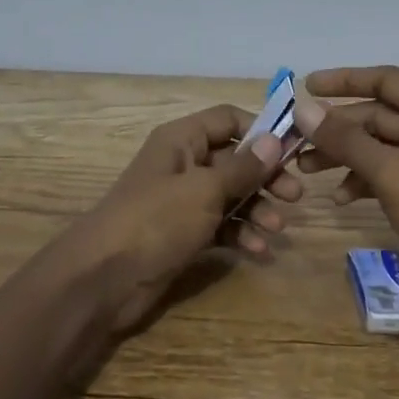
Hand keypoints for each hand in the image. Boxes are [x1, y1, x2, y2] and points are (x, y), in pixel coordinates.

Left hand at [58, 104, 299, 334]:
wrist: (103, 278)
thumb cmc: (156, 220)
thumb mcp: (204, 189)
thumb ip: (243, 167)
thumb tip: (275, 139)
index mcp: (181, 140)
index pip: (227, 120)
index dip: (260, 131)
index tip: (293, 150)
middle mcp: (183, 165)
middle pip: (234, 160)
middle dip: (265, 177)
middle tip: (295, 196)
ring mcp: (182, 202)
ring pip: (230, 196)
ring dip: (257, 210)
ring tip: (277, 228)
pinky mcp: (183, 235)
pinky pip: (220, 226)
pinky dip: (240, 235)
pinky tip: (258, 250)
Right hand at [295, 66, 398, 298]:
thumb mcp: (392, 173)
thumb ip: (346, 140)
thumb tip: (303, 108)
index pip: (384, 80)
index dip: (344, 80)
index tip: (305, 86)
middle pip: (377, 115)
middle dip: (336, 128)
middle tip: (295, 141)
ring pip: (379, 145)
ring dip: (344, 155)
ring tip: (306, 171)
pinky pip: (388, 171)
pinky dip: (364, 180)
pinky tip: (341, 199)